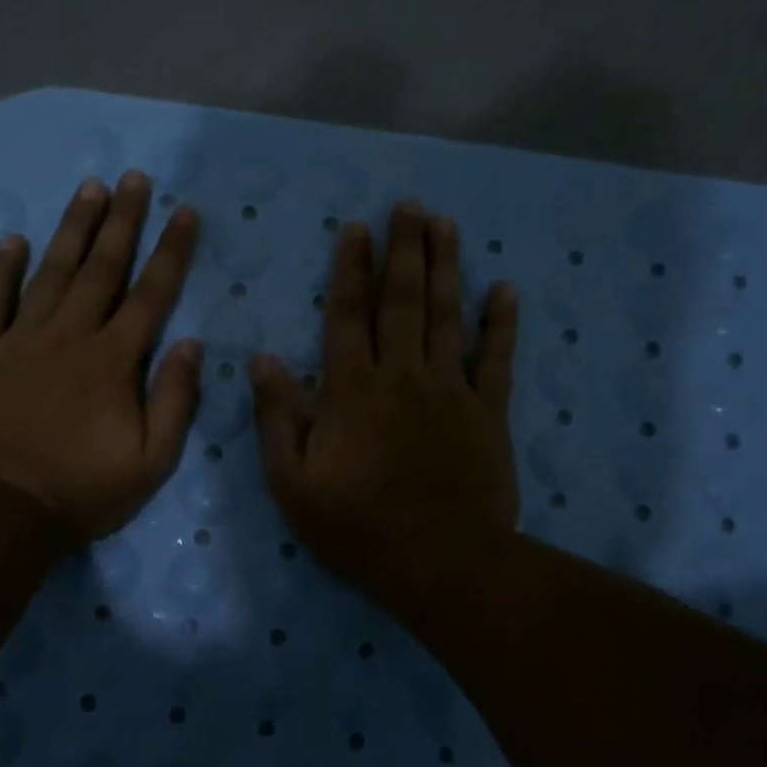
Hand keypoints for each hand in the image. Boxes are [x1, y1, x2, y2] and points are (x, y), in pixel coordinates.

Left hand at [0, 171, 201, 543]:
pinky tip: (13, 239)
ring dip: (73, 228)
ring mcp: (19, 340)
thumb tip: (192, 345)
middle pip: (102, 268)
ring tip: (89, 188)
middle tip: (135, 179)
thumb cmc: (80, 491)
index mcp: (112, 361)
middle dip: (123, 220)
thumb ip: (175, 400)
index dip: (171, 251)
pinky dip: (2, 268)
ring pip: (52, 272)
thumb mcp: (150, 461)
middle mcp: (69, 336)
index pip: (151, 294)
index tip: (185, 212)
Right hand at [250, 201, 518, 611]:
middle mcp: (401, 375)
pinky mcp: (487, 413)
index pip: (348, 314)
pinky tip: (504, 290)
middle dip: (403, 249)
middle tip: (409, 204)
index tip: (356, 227)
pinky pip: (496, 359)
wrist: (440, 562)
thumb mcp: (292, 481)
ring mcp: (450, 390)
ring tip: (446, 224)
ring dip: (446, 267)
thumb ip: (276, 416)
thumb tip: (262, 359)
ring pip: (446, 316)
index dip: (351, 268)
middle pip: (402, 300)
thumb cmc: (356, 526)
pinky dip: (501, 324)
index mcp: (351, 389)